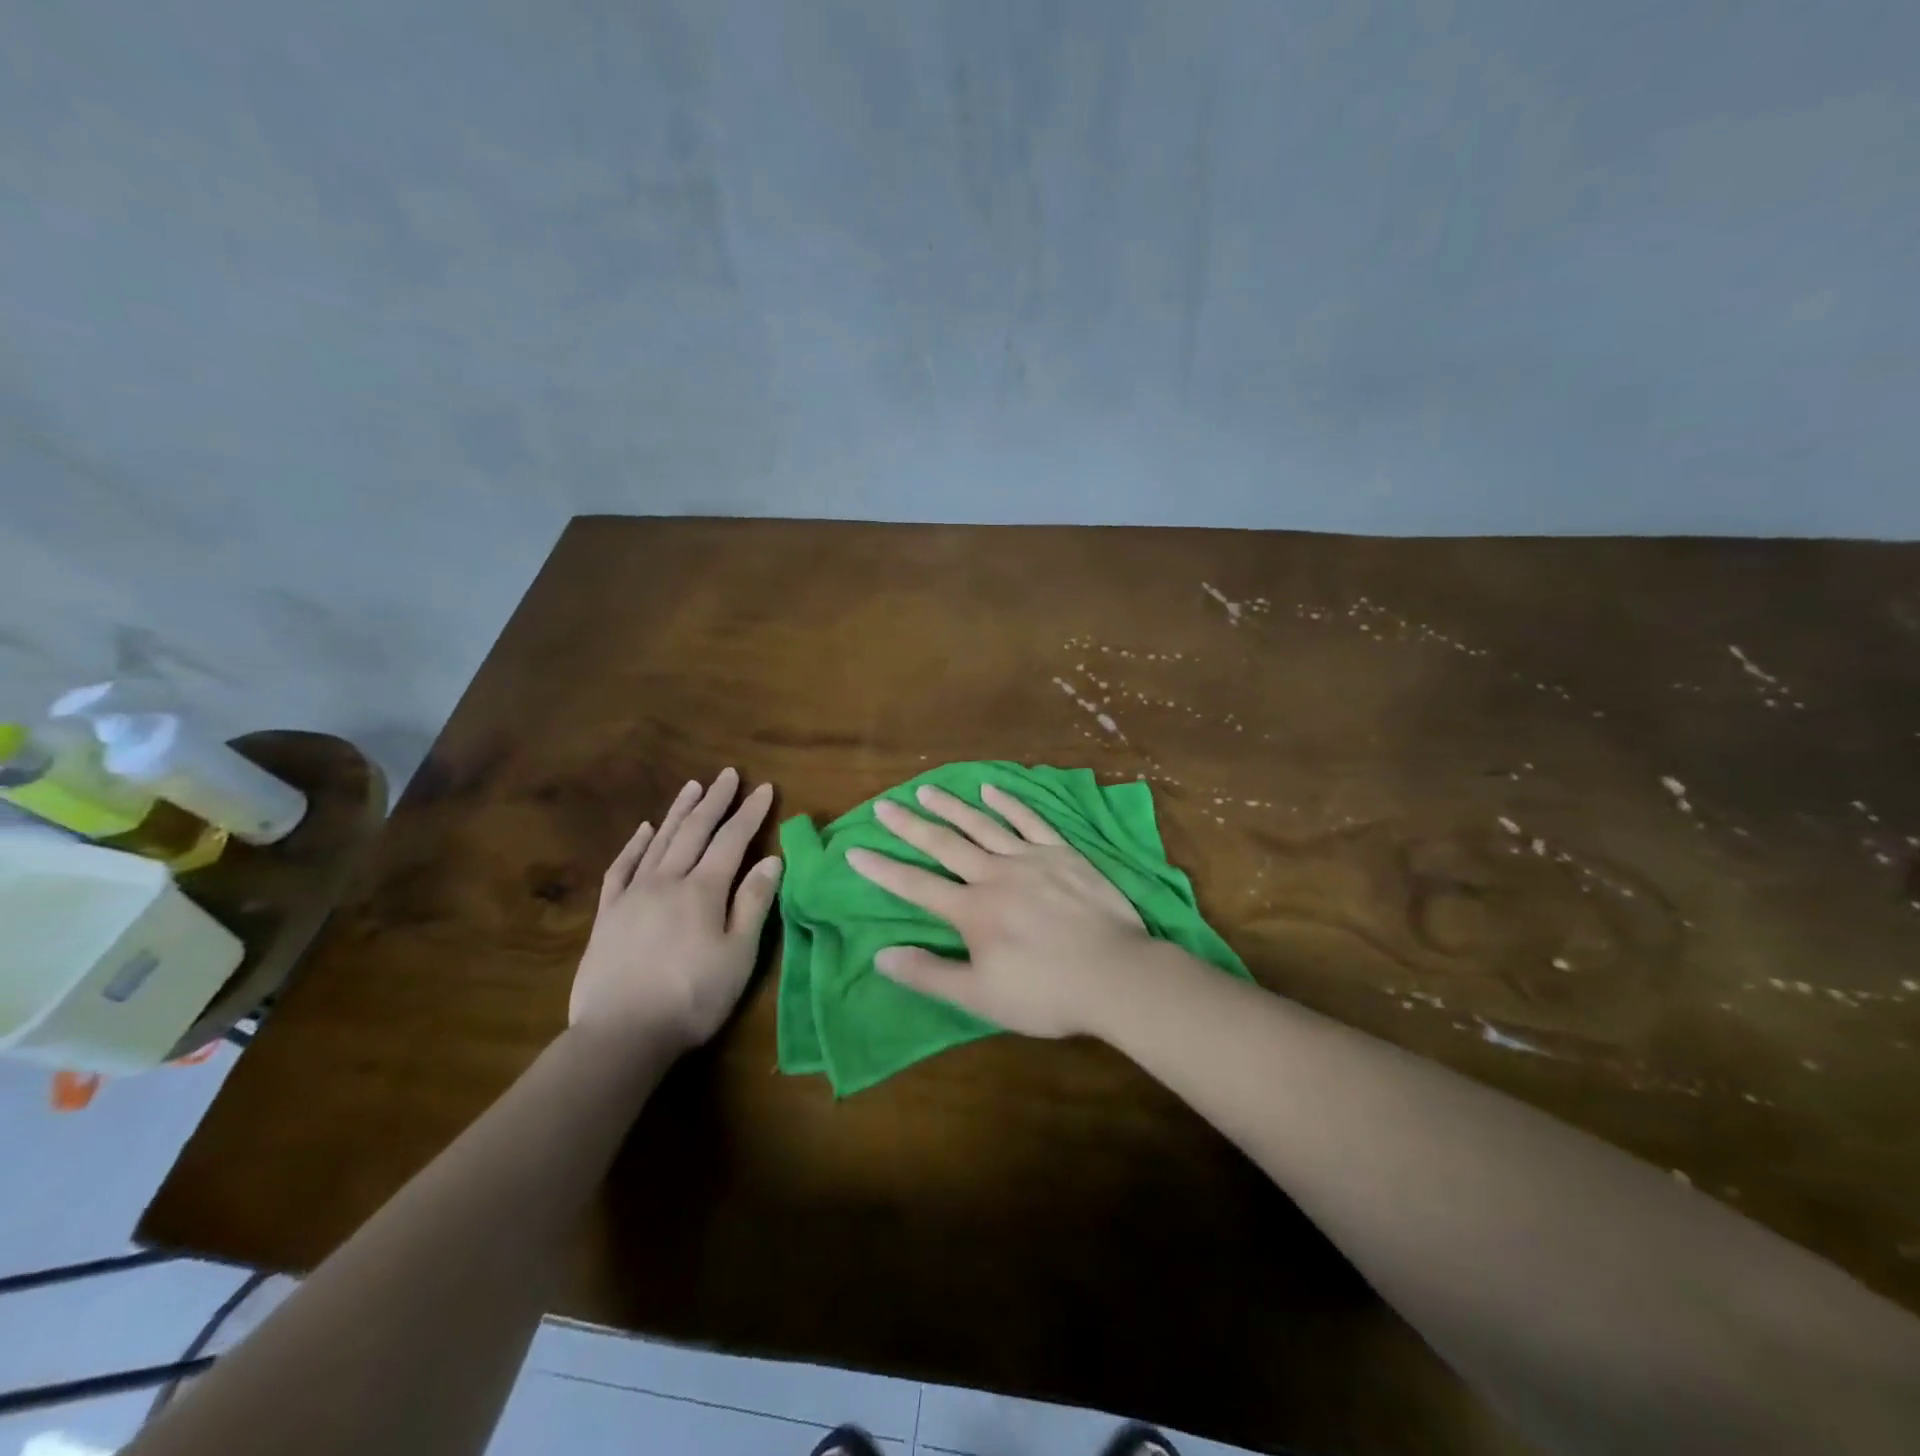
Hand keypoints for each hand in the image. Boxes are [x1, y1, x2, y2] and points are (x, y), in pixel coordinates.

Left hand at [571, 768, 782, 1051]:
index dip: (750, 813)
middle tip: (727, 774)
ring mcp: (633, 895)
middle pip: (694, 831)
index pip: (732, 840)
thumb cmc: (692, 997)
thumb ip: (753, 903)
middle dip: (715, 801)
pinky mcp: (608, 914)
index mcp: (703, 890)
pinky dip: (634, 845)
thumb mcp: (738, 954)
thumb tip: (770, 859)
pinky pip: (622, 868)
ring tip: (693, 787)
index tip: (764, 788)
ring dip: (678, 811)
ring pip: (659, 841)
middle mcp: (668, 881)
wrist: (621, 1034)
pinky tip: (643, 830)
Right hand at [845, 782, 1149, 1037]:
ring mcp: (1030, 858)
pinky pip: (1029, 820)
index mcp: (972, 911)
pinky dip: (1008, 803)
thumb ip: (929, 974)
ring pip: (982, 825)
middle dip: (910, 825)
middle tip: (884, 805)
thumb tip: (881, 955)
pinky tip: (991, 789)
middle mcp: (994, 875)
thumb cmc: (1046, 992)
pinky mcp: (1062, 852)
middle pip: (944, 844)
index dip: (883, 869)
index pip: (916, 886)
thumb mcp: (980, 997)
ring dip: (952, 806)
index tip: (855, 850)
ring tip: (927, 789)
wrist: (1115, 975)